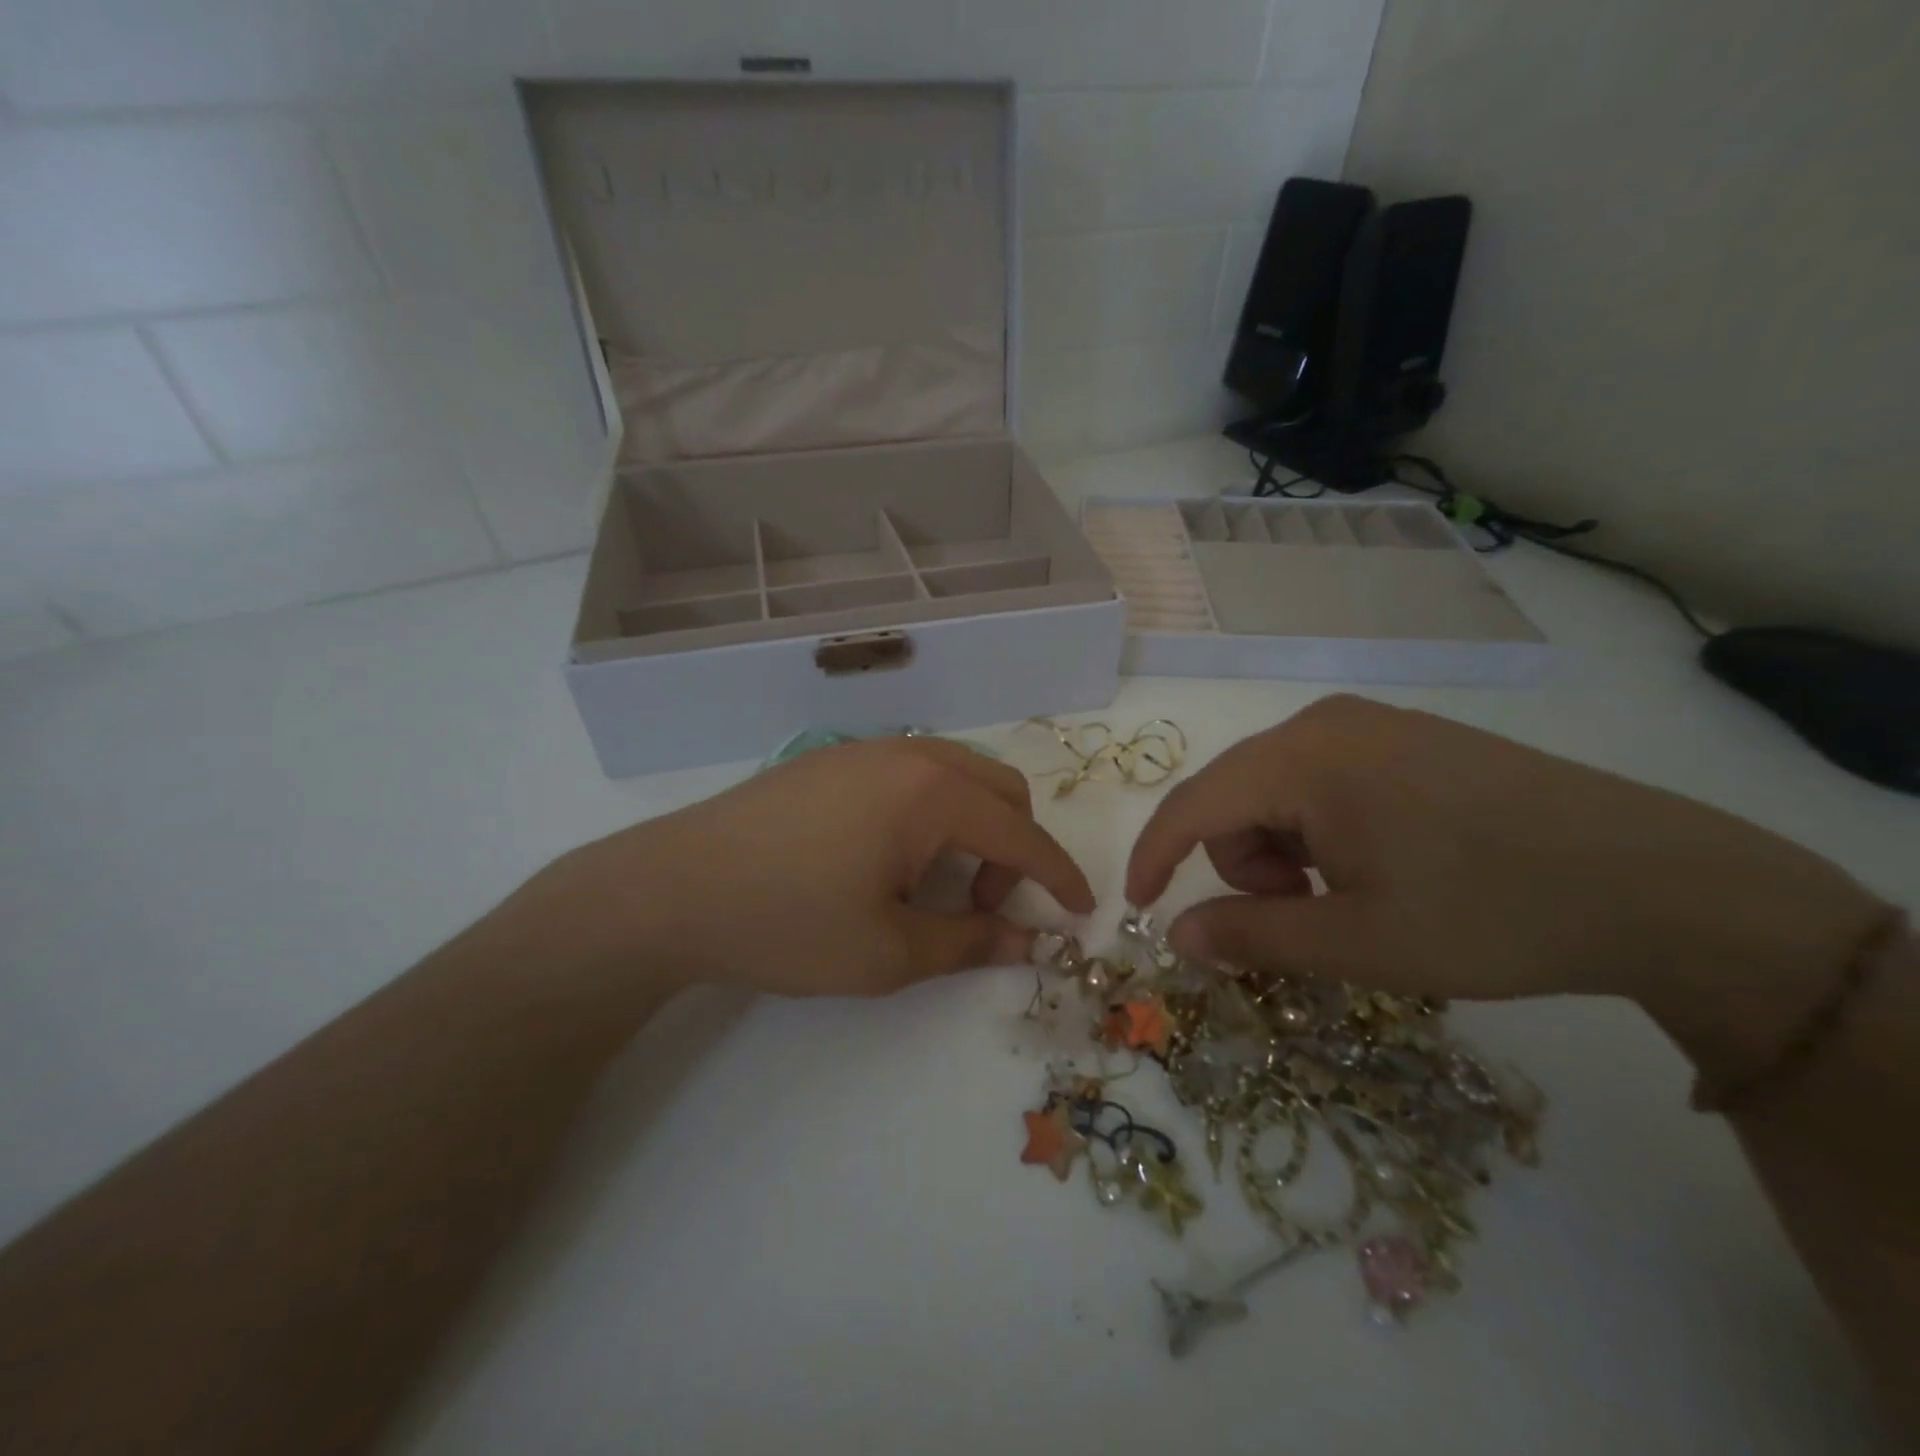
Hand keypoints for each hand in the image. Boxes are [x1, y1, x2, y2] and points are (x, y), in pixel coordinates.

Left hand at [520, 737, 1093, 998]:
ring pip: (957, 774)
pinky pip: (913, 772)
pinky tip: (890, 856)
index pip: (1021, 832)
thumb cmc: (788, 923)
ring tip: (936, 883)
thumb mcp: (888, 953)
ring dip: (973, 825)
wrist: (672, 888)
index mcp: (931, 794)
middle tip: (984, 905)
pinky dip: (933, 810)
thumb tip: (1028, 943)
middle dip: (1015, 847)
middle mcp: (908, 754)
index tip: (1082, 910)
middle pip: (999, 789)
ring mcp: (866, 749)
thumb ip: (969, 943)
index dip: (1059, 874)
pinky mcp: (833, 758)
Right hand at [1127, 697, 1884, 1067]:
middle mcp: (1322, 723)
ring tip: (1349, 897)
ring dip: (1283, 852)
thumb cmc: (1489, 912)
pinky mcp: (1403, 738)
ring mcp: (1368, 724)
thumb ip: (1250, 936)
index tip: (1139, 910)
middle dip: (1244, 866)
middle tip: (1305, 919)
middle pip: (1233, 798)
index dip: (1154, 858)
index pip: (1192, 805)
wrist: (1656, 881)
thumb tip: (1174, 935)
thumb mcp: (1357, 942)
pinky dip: (1318, 831)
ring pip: (1275, 791)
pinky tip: (1376, 863)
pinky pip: (1320, 780)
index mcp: (1302, 758)